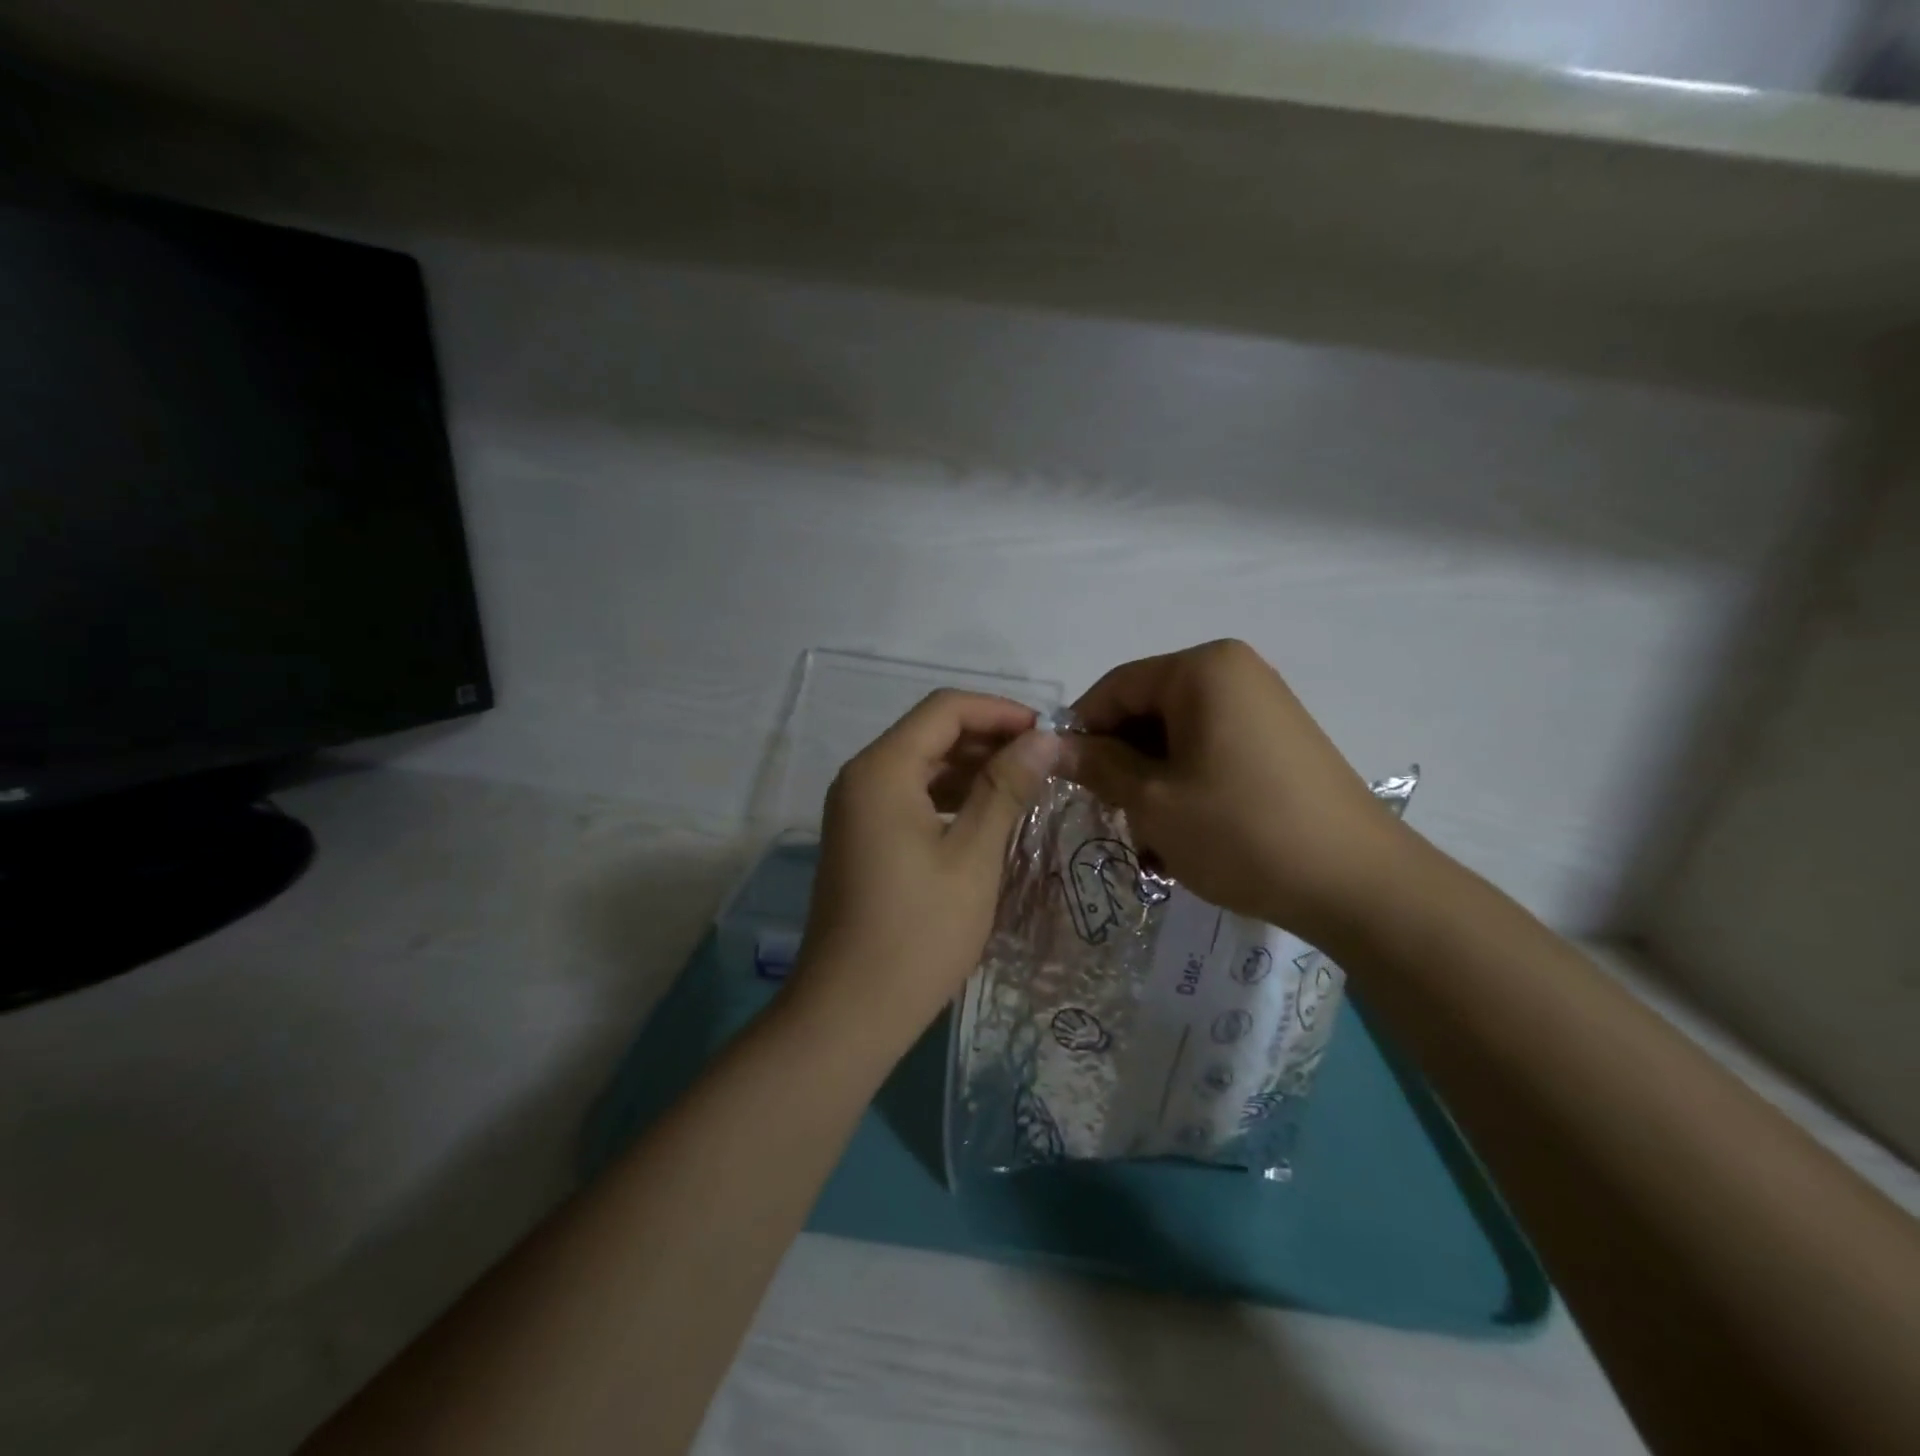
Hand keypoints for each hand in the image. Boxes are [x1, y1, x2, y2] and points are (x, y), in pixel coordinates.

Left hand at [793, 690, 1060, 1050]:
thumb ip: (1006, 788)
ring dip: (972, 769)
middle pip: (931, 734)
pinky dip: (951, 798)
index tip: (1048, 733)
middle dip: (989, 739)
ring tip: (1027, 787)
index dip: (1000, 711)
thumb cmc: (919, 932)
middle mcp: (861, 777)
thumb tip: (1044, 738)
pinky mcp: (861, 838)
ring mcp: (856, 810)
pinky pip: (910, 798)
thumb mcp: (974, 856)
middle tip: (1045, 763)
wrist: (851, 1010)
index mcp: (882, 769)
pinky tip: (989, 817)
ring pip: (922, 766)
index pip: (945, 709)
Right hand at [1059, 640, 1406, 938]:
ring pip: (1177, 737)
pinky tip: (1188, 835)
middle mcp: (1235, 672)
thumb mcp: (1152, 800)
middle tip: (1114, 819)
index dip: (1082, 732)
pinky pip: (1212, 751)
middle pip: (1148, 710)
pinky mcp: (1280, 741)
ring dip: (1153, 784)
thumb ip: (1097, 764)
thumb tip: (1048, 744)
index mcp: (1202, 669)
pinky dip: (1188, 786)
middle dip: (1123, 764)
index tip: (1065, 780)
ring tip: (1154, 842)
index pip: (1115, 687)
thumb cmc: (1240, 830)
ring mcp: (1263, 706)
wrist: (1357, 883)